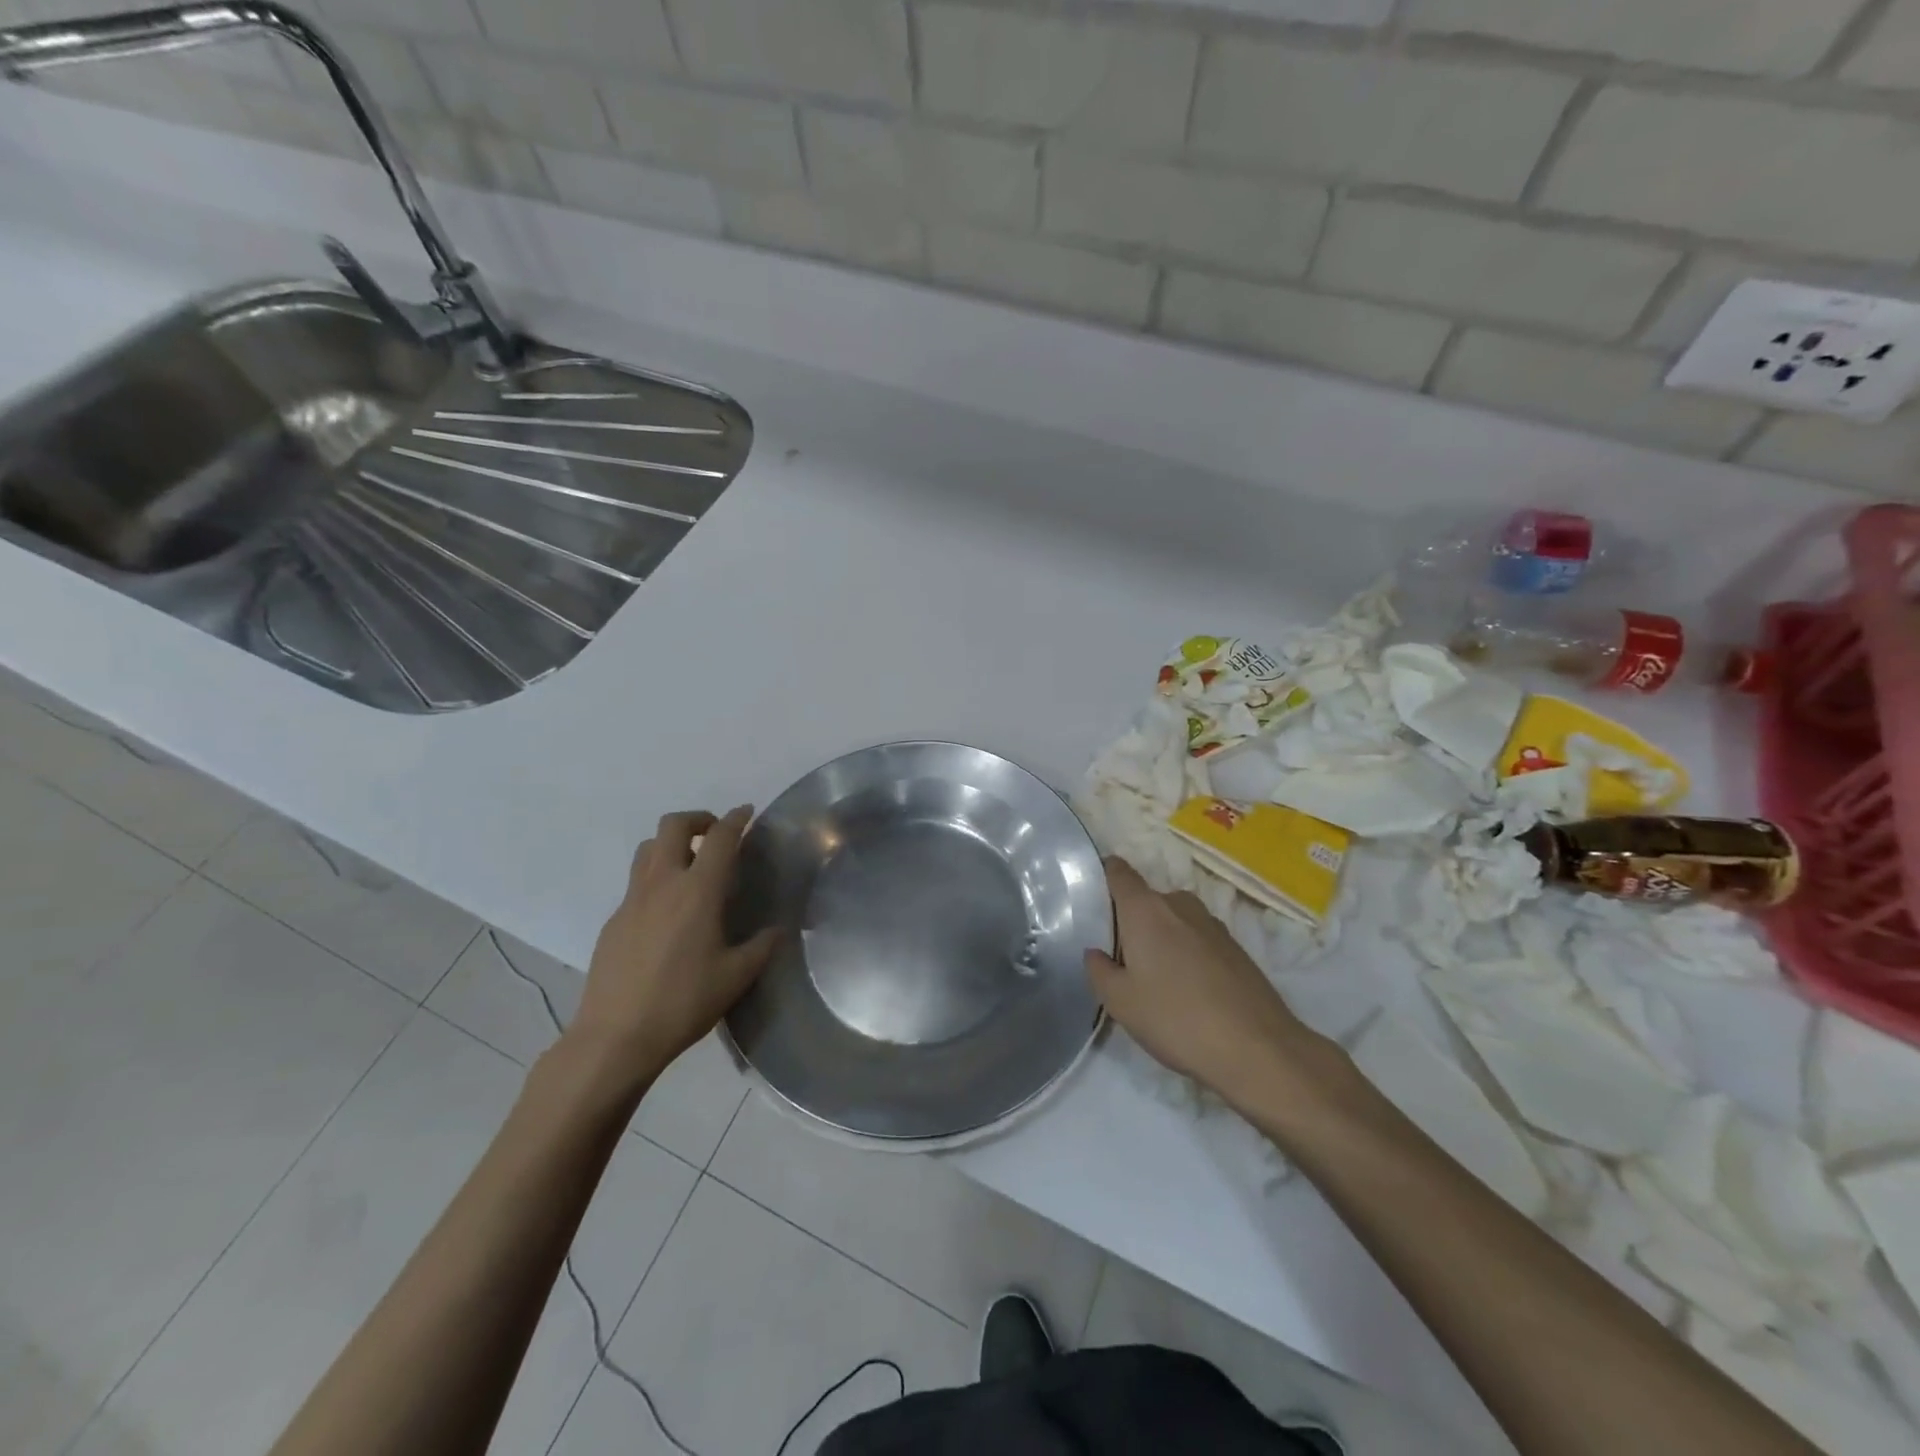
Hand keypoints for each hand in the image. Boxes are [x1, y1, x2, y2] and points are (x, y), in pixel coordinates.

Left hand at [562, 807, 778, 1098]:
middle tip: (715, 835)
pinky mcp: (614, 921)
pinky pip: (636, 883)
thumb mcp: (736, 977)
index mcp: (698, 892)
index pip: (720, 838)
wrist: (614, 1037)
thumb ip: (762, 947)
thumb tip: (778, 930)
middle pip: (673, 826)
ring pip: (648, 849)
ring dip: (671, 844)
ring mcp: (631, 901)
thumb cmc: (683, 1003)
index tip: (747, 813)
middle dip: (697, 819)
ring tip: (691, 866)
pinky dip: (656, 879)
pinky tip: (668, 914)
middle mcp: (662, 884)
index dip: (736, 819)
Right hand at [1086, 857, 1329, 1111]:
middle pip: (1146, 900)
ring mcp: (1212, 924)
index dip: (1103, 875)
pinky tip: (1188, 991)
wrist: (1258, 1048)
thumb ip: (1099, 971)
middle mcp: (1179, 905)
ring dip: (1162, 939)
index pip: (1119, 871)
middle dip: (1132, 921)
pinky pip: (1198, 939)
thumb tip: (1096, 952)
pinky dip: (1187, 954)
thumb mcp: (1121, 1003)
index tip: (1092, 897)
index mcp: (1145, 909)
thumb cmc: (1176, 1018)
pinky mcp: (1236, 948)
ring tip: (1156, 978)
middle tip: (1121, 958)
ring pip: (1174, 920)